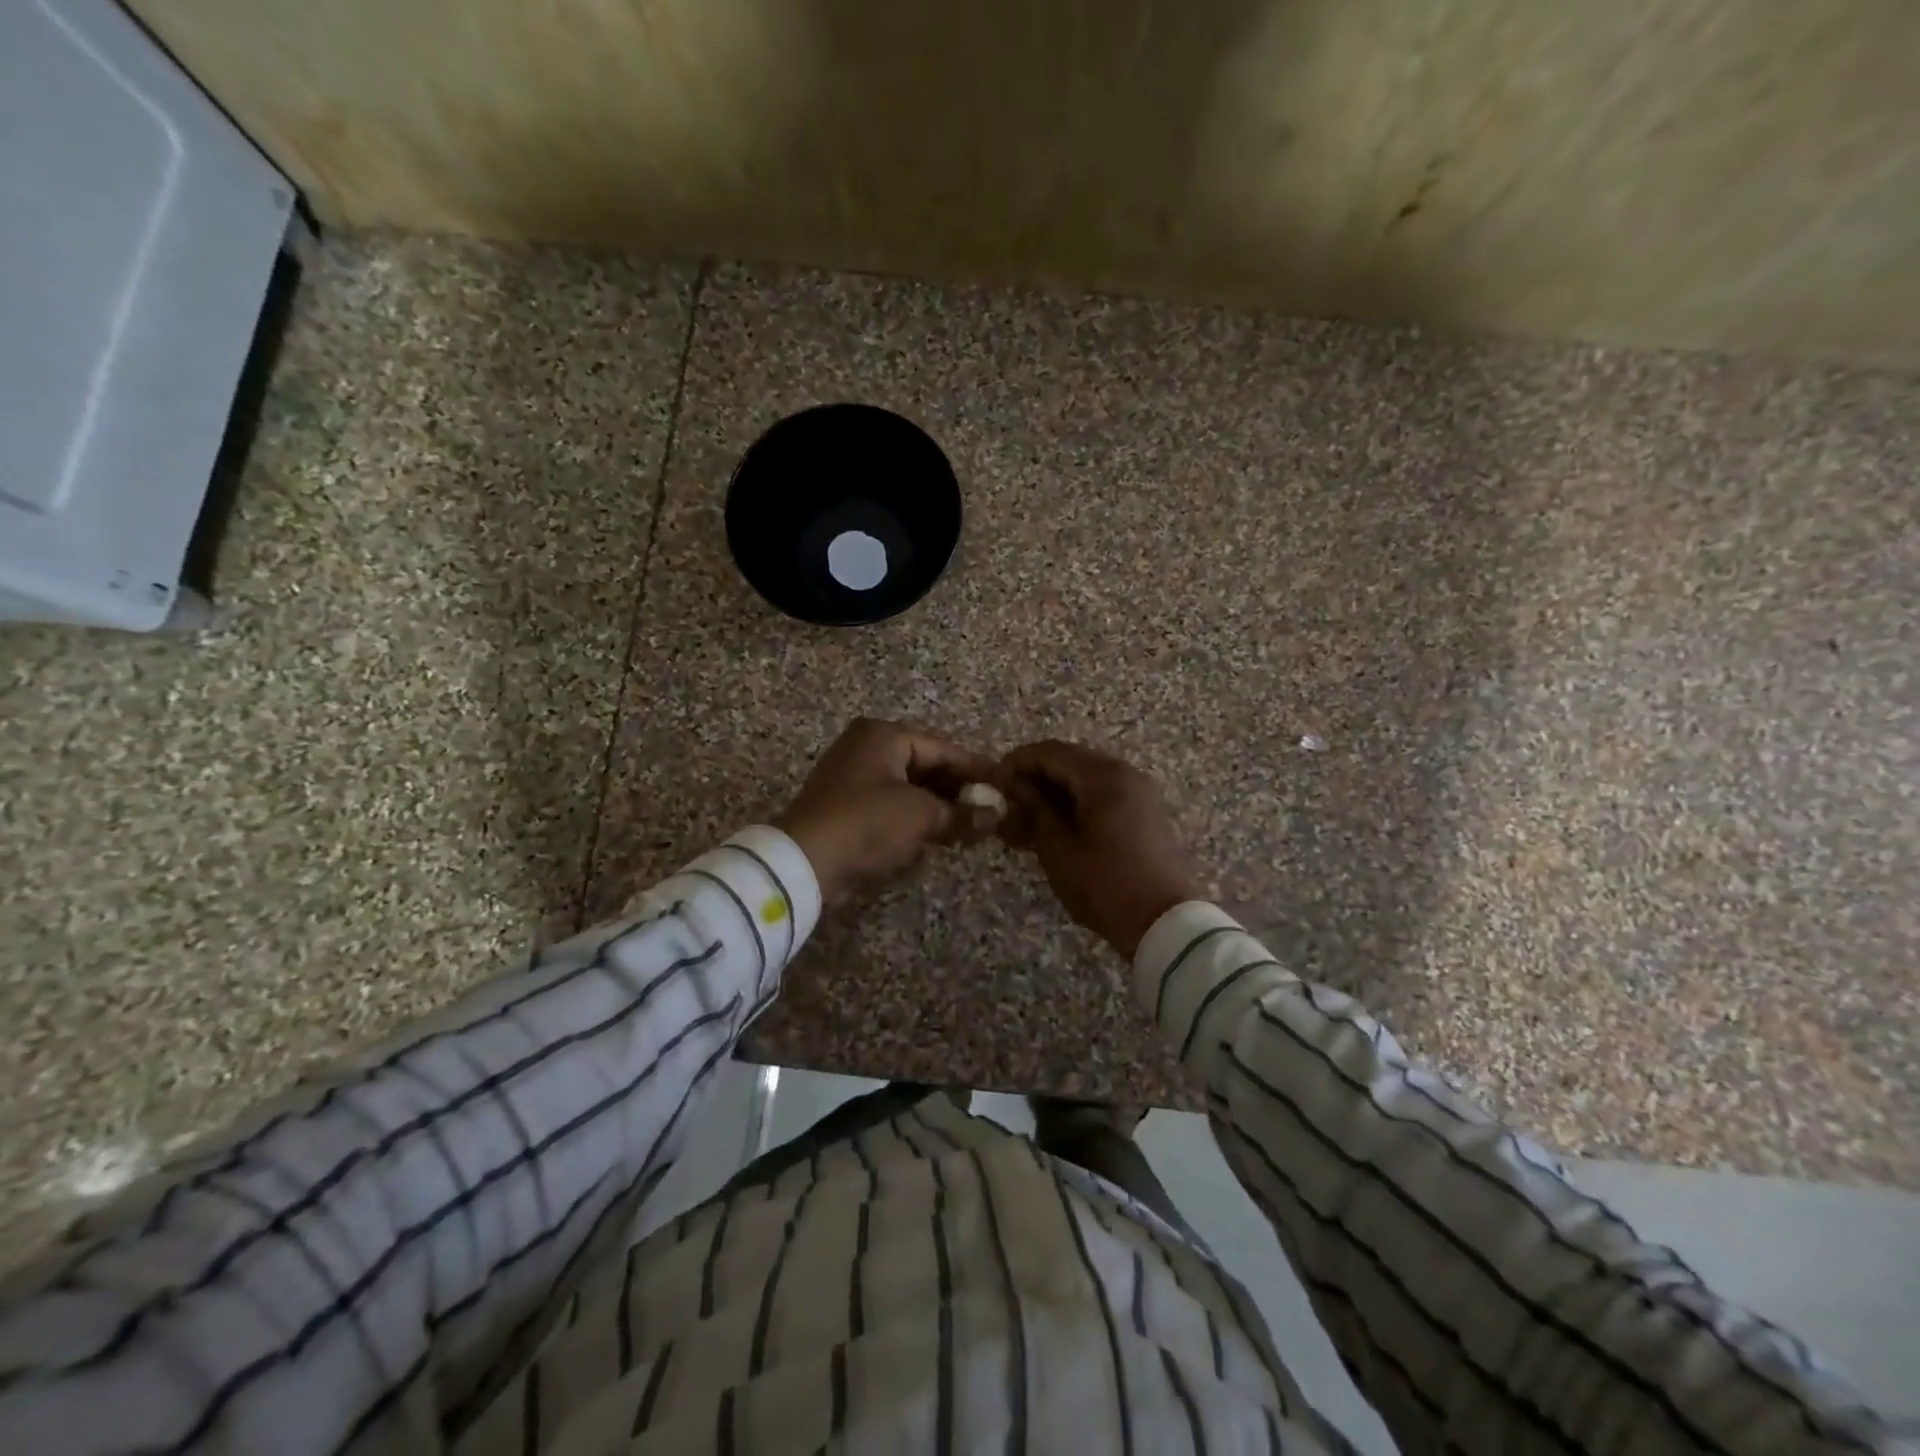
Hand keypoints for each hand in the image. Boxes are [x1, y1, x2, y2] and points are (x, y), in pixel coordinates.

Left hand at [774, 718, 1005, 902]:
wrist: (804, 860)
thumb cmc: (867, 822)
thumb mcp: (921, 815)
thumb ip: (962, 813)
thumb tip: (997, 817)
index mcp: (884, 735)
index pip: (944, 749)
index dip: (977, 770)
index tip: (1005, 785)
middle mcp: (867, 747)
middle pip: (926, 766)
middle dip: (958, 791)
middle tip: (991, 810)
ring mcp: (853, 776)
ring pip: (910, 787)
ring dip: (939, 807)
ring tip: (972, 827)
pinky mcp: (846, 805)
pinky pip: (891, 804)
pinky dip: (915, 817)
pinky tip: (940, 836)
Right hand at [1001, 740, 1202, 958]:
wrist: (1167, 925)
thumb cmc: (1106, 885)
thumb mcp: (1059, 850)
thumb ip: (1034, 810)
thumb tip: (1013, 788)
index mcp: (1104, 776)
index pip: (1051, 752)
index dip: (1018, 762)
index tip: (993, 782)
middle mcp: (1126, 774)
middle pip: (1071, 761)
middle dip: (1036, 778)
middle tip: (1008, 803)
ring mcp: (1140, 793)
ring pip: (1087, 779)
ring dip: (1056, 793)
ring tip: (1027, 821)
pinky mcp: (1146, 814)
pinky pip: (1105, 796)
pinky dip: (1078, 804)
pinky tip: (1057, 829)